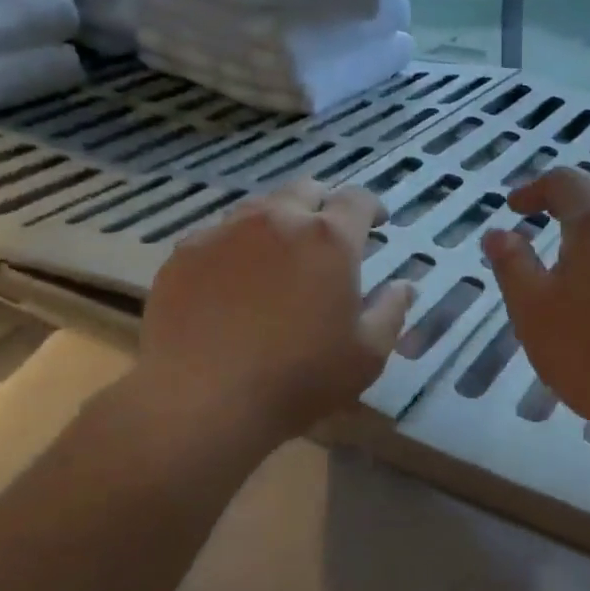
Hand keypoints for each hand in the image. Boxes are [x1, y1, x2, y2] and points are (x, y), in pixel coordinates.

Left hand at [127, 179, 412, 443]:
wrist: (201, 400)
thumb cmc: (298, 378)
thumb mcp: (366, 355)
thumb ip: (390, 312)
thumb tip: (404, 286)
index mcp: (329, 239)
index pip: (357, 200)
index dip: (371, 207)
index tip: (377, 223)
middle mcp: (277, 220)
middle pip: (306, 190)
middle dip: (323, 205)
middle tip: (328, 235)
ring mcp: (225, 232)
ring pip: (259, 209)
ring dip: (278, 222)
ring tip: (280, 255)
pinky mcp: (185, 253)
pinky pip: (219, 235)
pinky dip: (237, 247)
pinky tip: (234, 280)